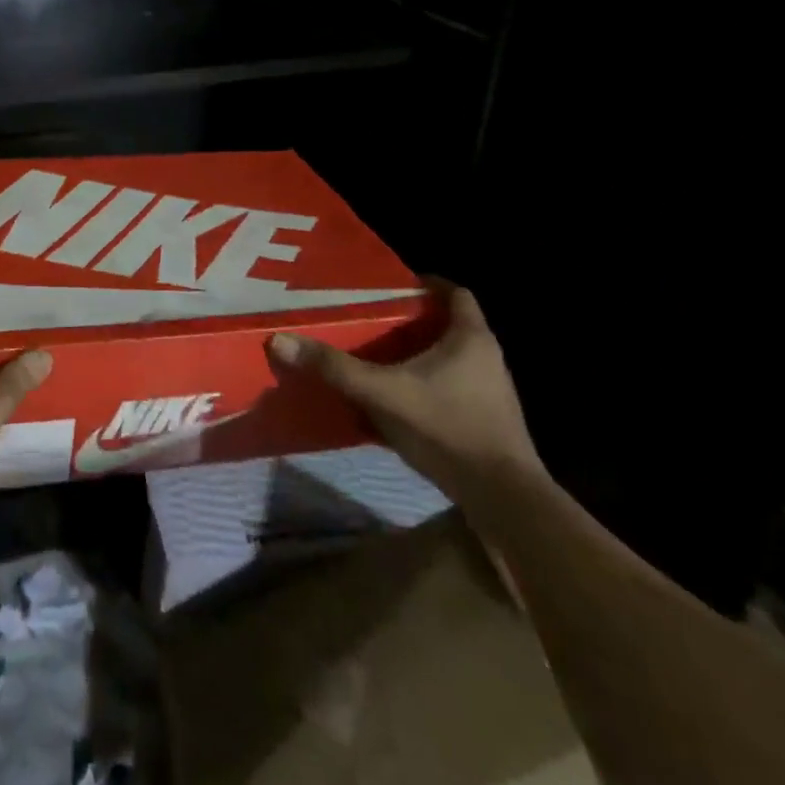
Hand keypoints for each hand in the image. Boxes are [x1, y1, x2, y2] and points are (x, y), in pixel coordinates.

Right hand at [268, 278, 544, 515]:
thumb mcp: (382, 393)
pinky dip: (424, 386)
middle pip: (449, 326)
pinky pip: (451, 389)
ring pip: (450, 359)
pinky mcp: (486, 422)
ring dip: (418, 355)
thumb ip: (334, 368)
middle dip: (412, 321)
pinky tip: (395, 398)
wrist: (503, 500)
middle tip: (373, 318)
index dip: (427, 284)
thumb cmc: (448, 429)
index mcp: (470, 339)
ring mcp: (491, 394)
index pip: (455, 293)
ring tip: (377, 355)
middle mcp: (487, 359)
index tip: (394, 284)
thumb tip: (280, 340)